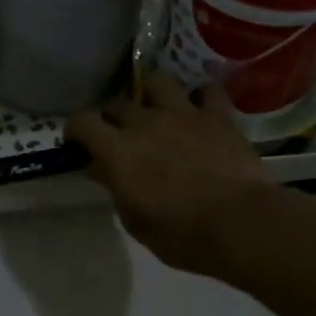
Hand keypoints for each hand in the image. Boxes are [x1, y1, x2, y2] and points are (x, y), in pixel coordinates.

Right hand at [66, 74, 272, 275]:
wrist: (240, 224)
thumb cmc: (182, 235)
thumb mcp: (136, 222)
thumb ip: (116, 189)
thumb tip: (103, 170)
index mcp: (118, 151)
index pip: (83, 122)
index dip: (76, 129)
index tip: (78, 142)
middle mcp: (146, 123)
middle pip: (118, 103)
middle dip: (113, 117)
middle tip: (120, 136)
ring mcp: (184, 114)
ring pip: (158, 81)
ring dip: (152, 94)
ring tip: (157, 110)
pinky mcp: (218, 116)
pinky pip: (207, 91)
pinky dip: (200, 98)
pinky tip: (200, 111)